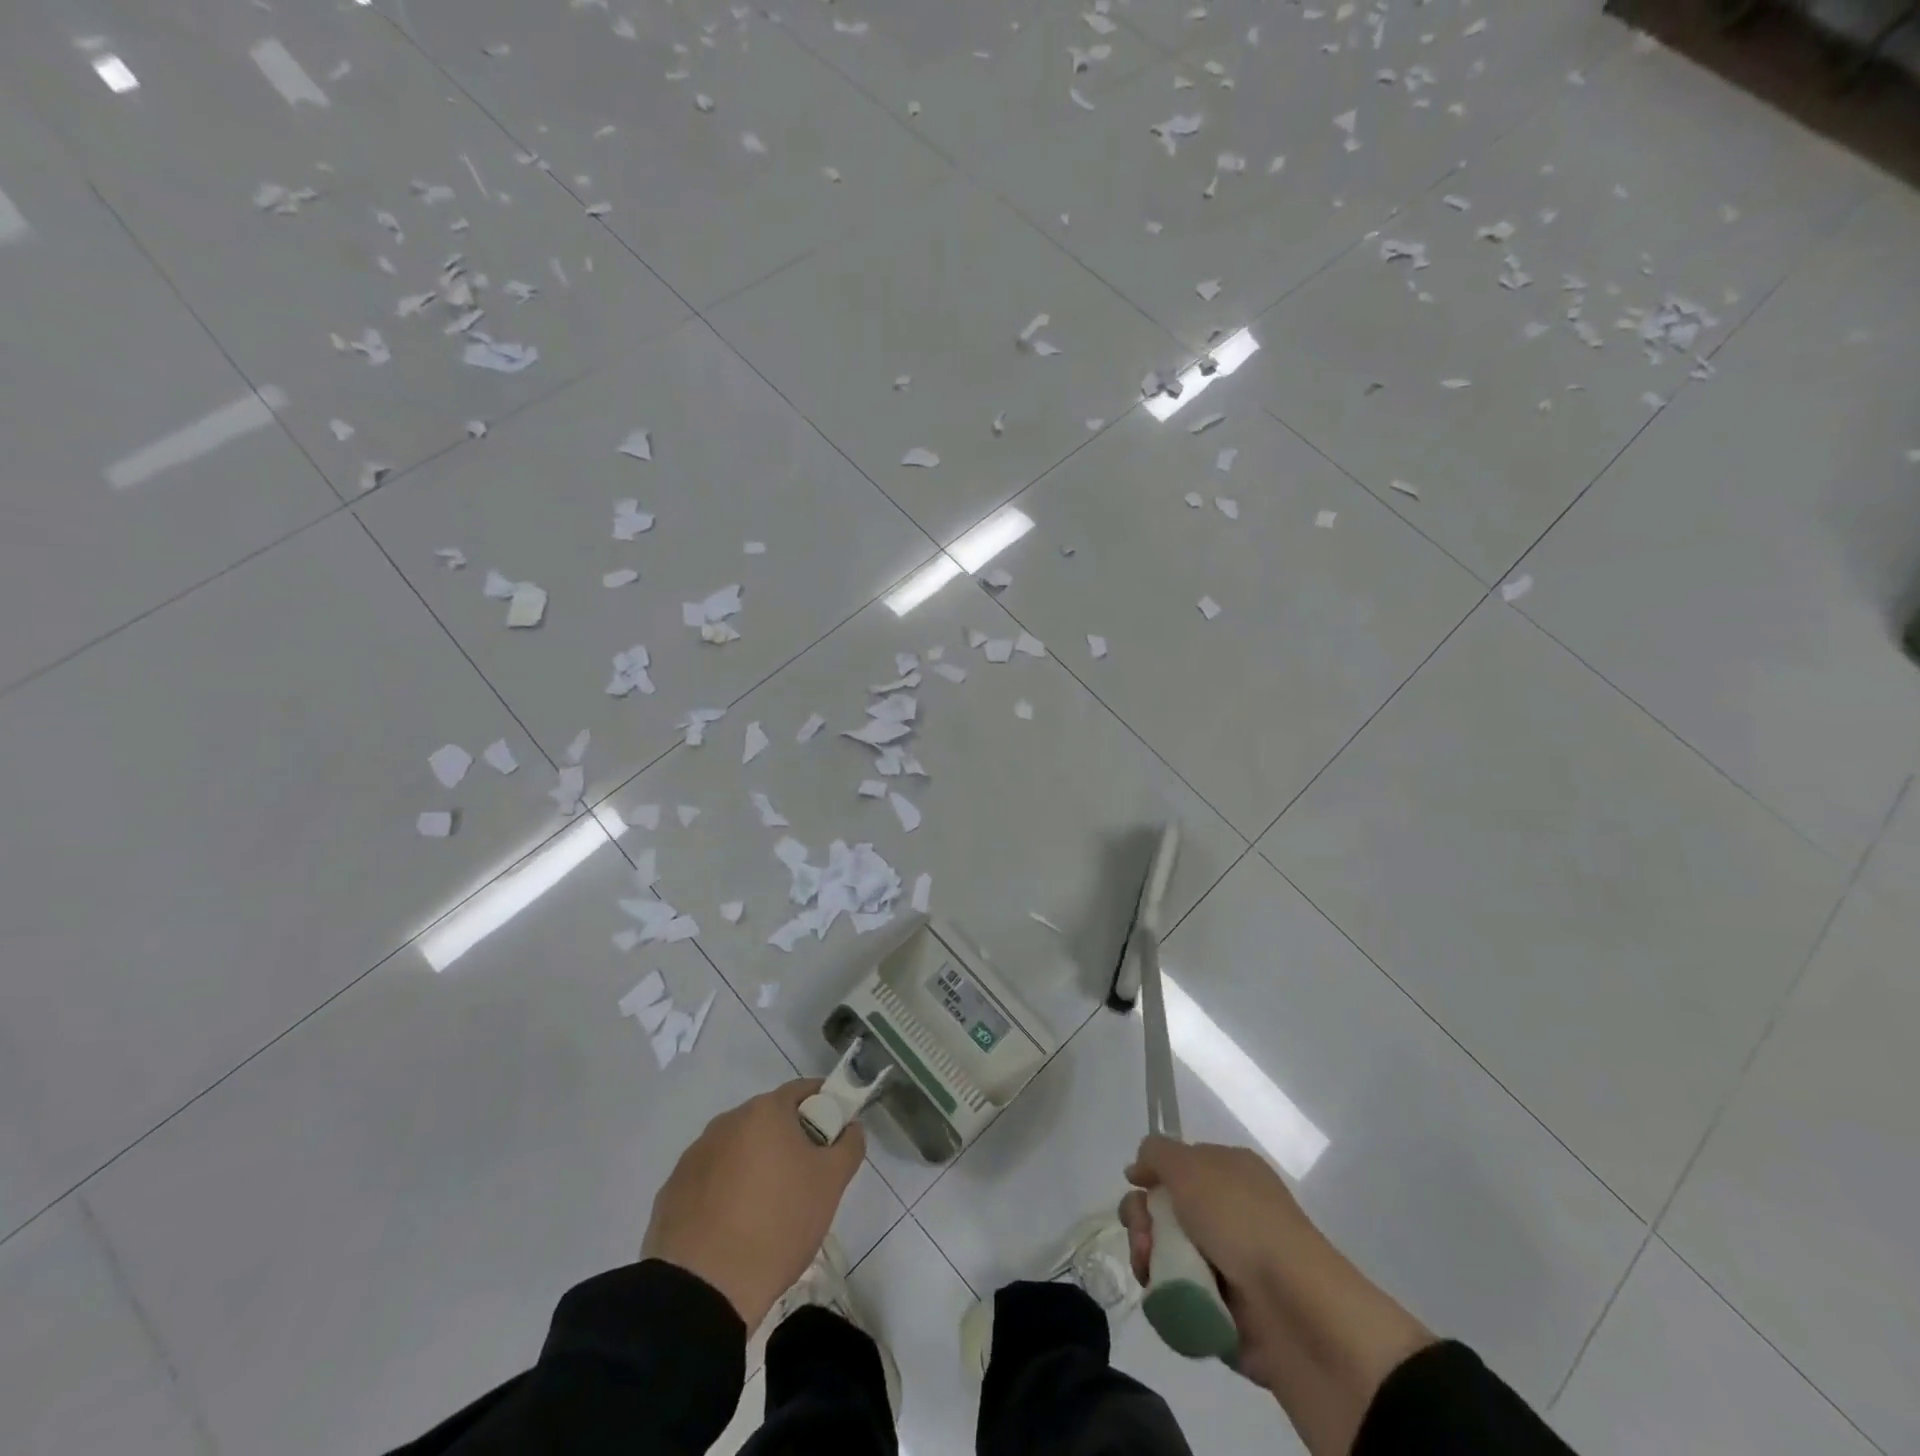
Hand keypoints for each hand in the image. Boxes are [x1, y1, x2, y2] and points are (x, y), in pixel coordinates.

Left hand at [642, 1080, 864, 1329]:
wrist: (702, 1290)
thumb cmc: (778, 1224)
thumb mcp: (832, 1184)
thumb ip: (849, 1145)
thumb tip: (849, 1128)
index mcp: (765, 1111)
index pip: (803, 1091)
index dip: (824, 1108)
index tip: (833, 1138)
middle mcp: (726, 1122)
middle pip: (768, 1120)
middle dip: (789, 1141)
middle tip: (805, 1180)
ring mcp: (694, 1156)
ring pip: (737, 1150)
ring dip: (754, 1167)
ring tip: (766, 1212)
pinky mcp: (672, 1192)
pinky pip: (710, 1181)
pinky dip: (725, 1193)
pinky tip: (733, 1229)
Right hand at [1120, 1134, 1312, 1390]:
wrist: (1292, 1306)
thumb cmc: (1240, 1219)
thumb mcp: (1189, 1165)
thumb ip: (1156, 1153)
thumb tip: (1138, 1168)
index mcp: (1229, 1172)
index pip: (1177, 1166)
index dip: (1151, 1174)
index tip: (1135, 1185)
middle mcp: (1228, 1212)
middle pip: (1165, 1209)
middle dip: (1142, 1221)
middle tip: (1144, 1238)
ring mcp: (1226, 1261)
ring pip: (1166, 1252)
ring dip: (1148, 1257)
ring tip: (1150, 1271)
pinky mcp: (1223, 1308)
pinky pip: (1178, 1294)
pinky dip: (1165, 1294)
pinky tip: (1164, 1295)